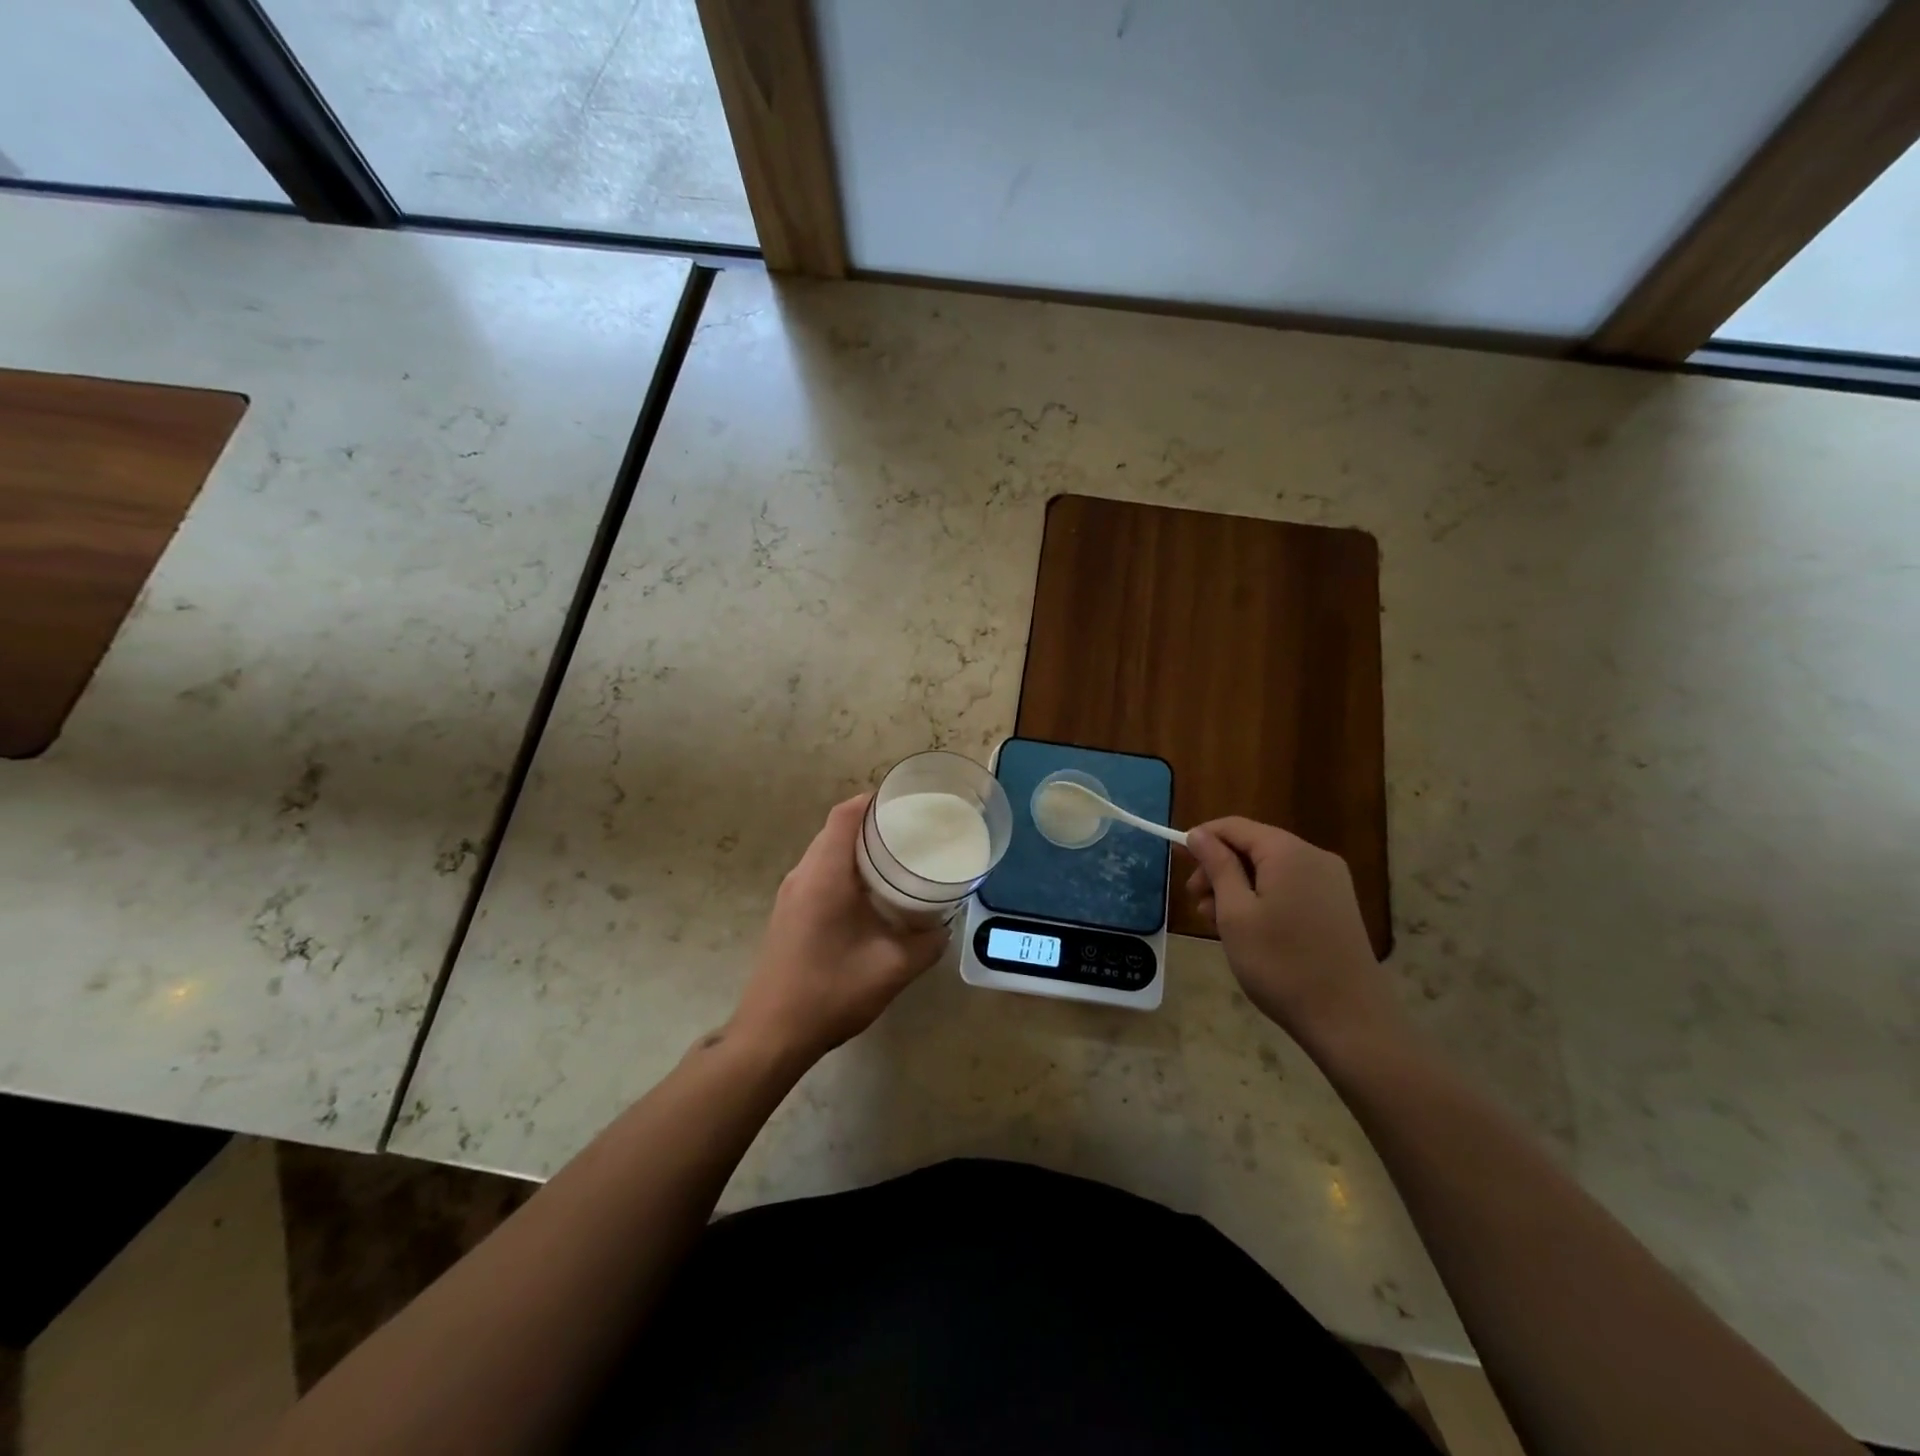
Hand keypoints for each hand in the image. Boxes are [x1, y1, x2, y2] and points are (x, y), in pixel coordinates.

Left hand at [728, 794, 948, 1065]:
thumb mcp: (892, 968)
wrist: (771, 1035)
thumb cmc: (830, 992)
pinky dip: (845, 870)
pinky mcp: (788, 913)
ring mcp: (790, 894)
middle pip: (836, 830)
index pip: (846, 816)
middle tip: (913, 831)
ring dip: (858, 848)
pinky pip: (819, 874)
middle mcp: (802, 875)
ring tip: (898, 857)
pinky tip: (871, 893)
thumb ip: (927, 943)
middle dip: (873, 823)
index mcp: (824, 875)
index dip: (874, 801)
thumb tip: (944, 926)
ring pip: (826, 852)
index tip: (907, 801)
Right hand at [1186, 817, 1404, 1049]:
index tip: (1178, 863)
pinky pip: (1290, 886)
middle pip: (1254, 846)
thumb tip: (1198, 834)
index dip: (1202, 839)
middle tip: (1198, 904)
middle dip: (1220, 868)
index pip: (1234, 826)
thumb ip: (1217, 866)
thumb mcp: (1235, 913)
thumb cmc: (1280, 963)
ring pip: (1270, 868)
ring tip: (1219, 924)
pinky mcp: (1337, 906)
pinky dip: (1263, 898)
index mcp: (1288, 852)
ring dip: (1239, 886)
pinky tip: (1251, 930)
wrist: (1348, 1019)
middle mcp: (1314, 857)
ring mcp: (1331, 882)